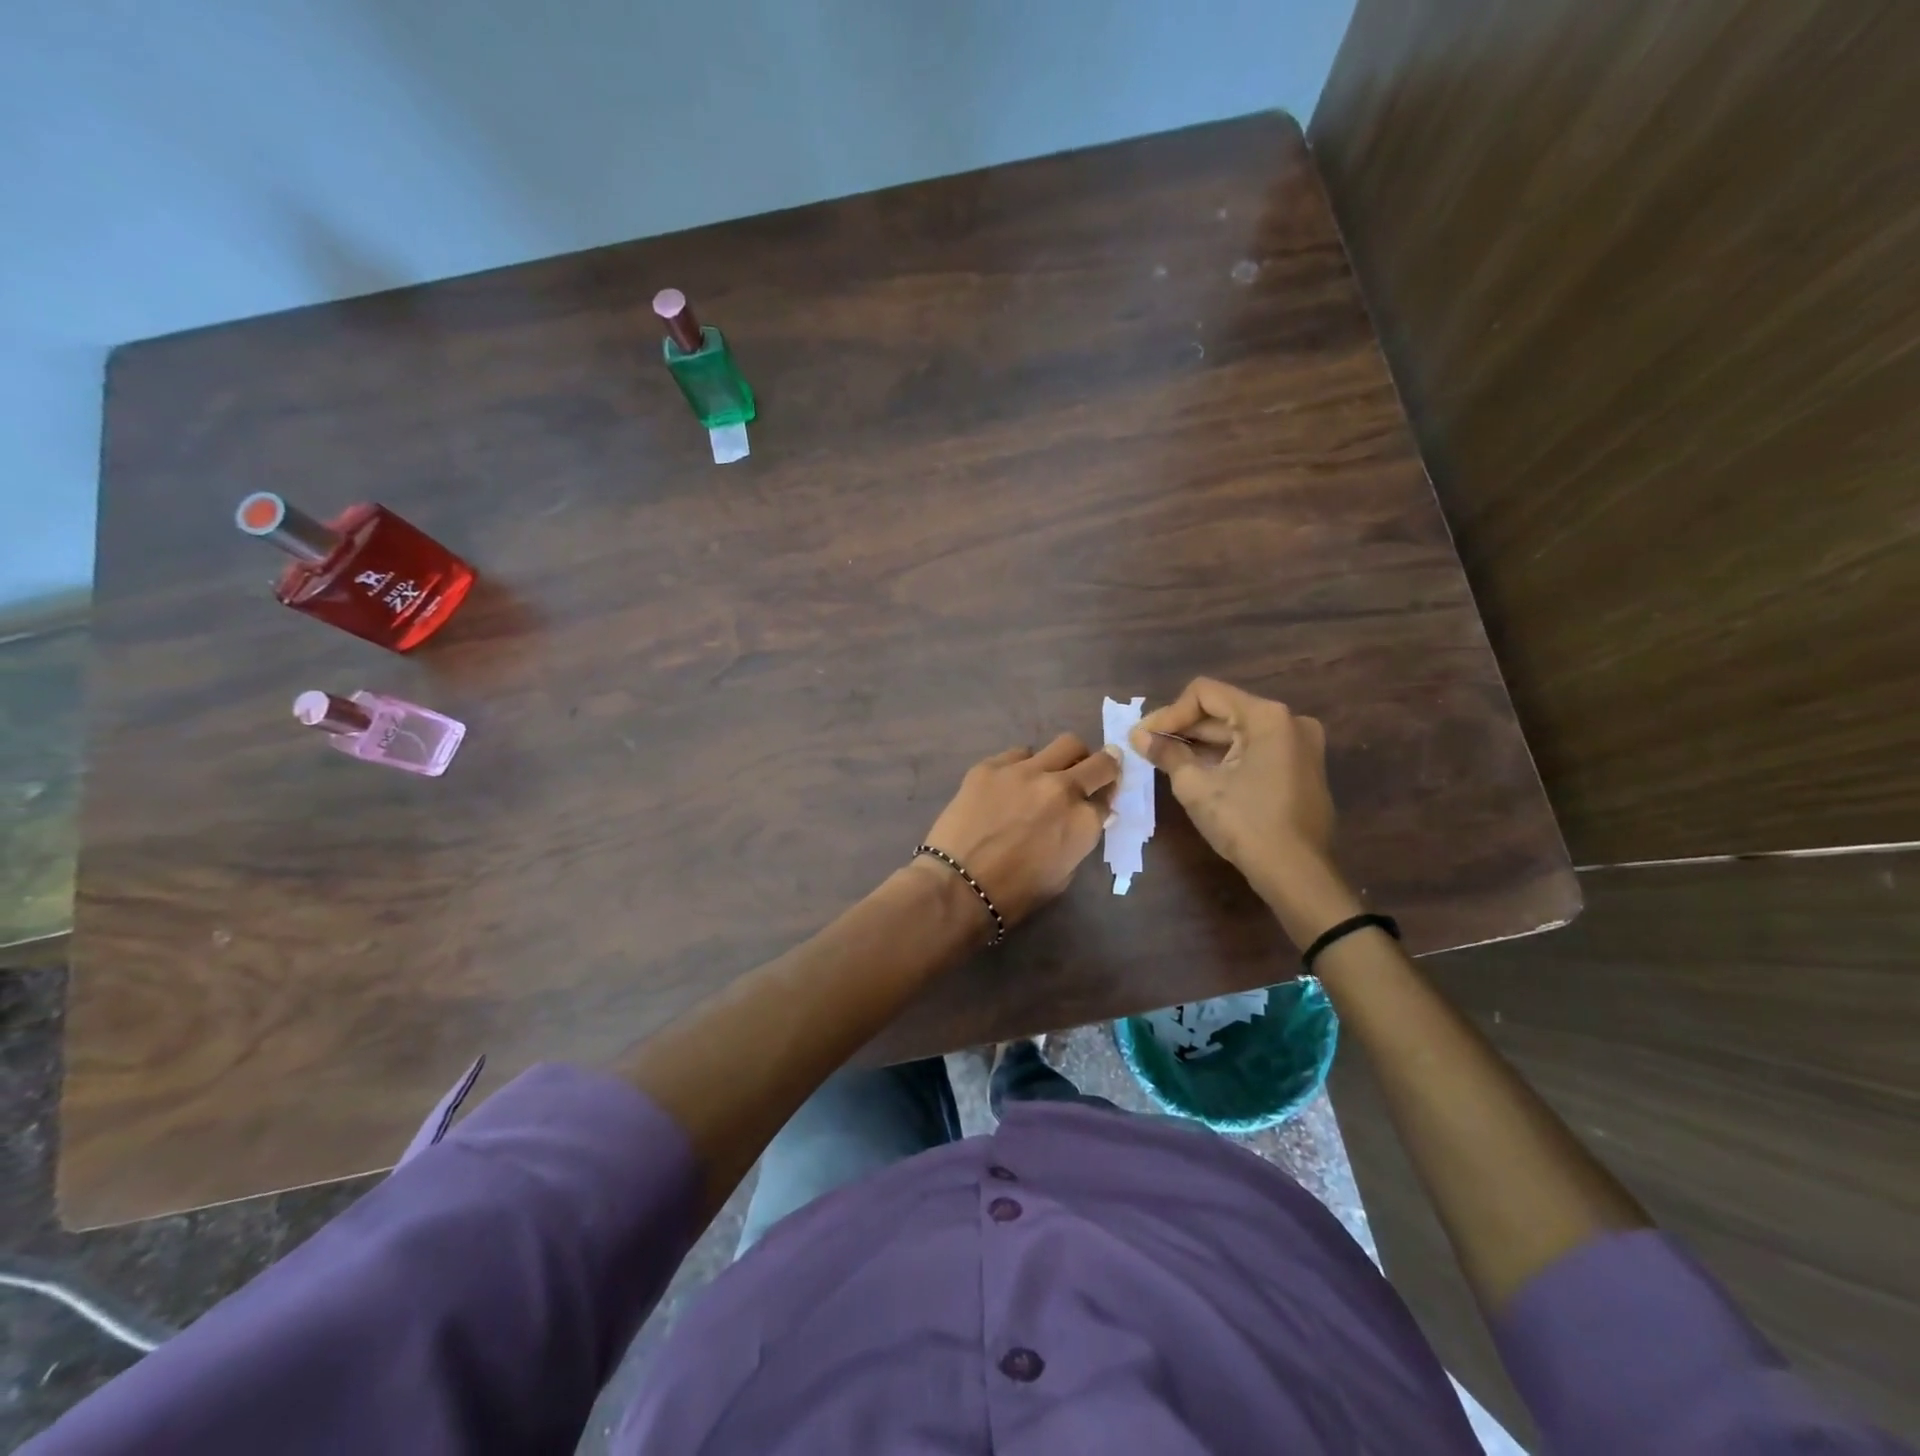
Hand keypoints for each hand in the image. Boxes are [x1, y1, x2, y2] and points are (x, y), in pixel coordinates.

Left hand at [920, 734, 1120, 927]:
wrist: (958, 885)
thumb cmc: (1014, 894)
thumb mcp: (1062, 875)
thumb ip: (1078, 839)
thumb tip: (1085, 818)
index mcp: (1083, 821)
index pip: (1107, 799)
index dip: (1104, 801)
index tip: (1098, 801)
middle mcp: (1061, 787)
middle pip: (1099, 762)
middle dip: (1103, 765)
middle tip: (1093, 771)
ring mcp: (1025, 771)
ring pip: (1065, 744)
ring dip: (1065, 759)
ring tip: (1049, 773)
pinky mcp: (992, 765)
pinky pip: (1019, 753)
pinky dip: (1023, 765)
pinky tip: (1009, 782)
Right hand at [1131, 678, 1359, 942]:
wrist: (1297, 874)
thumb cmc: (1245, 824)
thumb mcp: (1196, 787)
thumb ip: (1167, 754)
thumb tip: (1139, 737)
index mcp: (1267, 717)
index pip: (1205, 694)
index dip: (1169, 713)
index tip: (1143, 737)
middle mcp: (1289, 721)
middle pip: (1223, 711)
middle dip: (1182, 728)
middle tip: (1146, 747)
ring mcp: (1300, 745)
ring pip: (1237, 732)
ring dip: (1200, 743)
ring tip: (1165, 759)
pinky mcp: (1300, 768)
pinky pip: (1254, 750)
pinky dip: (1224, 756)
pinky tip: (1196, 771)